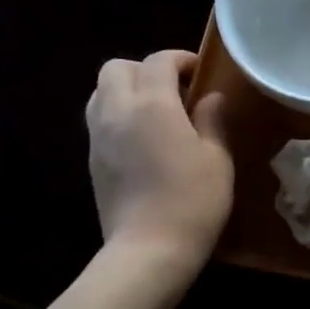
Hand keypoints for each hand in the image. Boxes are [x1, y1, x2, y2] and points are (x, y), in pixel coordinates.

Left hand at [86, 52, 232, 273]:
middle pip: (117, 68)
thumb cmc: (193, 201)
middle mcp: (117, 110)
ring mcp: (98, 136)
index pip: (159, 61)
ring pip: (101, 91)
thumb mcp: (217, 158)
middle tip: (174, 90)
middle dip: (145, 70)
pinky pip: (99, 119)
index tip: (199, 73)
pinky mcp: (92, 160)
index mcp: (153, 104)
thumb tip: (210, 97)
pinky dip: (119, 115)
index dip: (181, 59)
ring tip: (155, 112)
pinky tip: (143, 140)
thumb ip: (211, 120)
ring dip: (126, 90)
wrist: (149, 249)